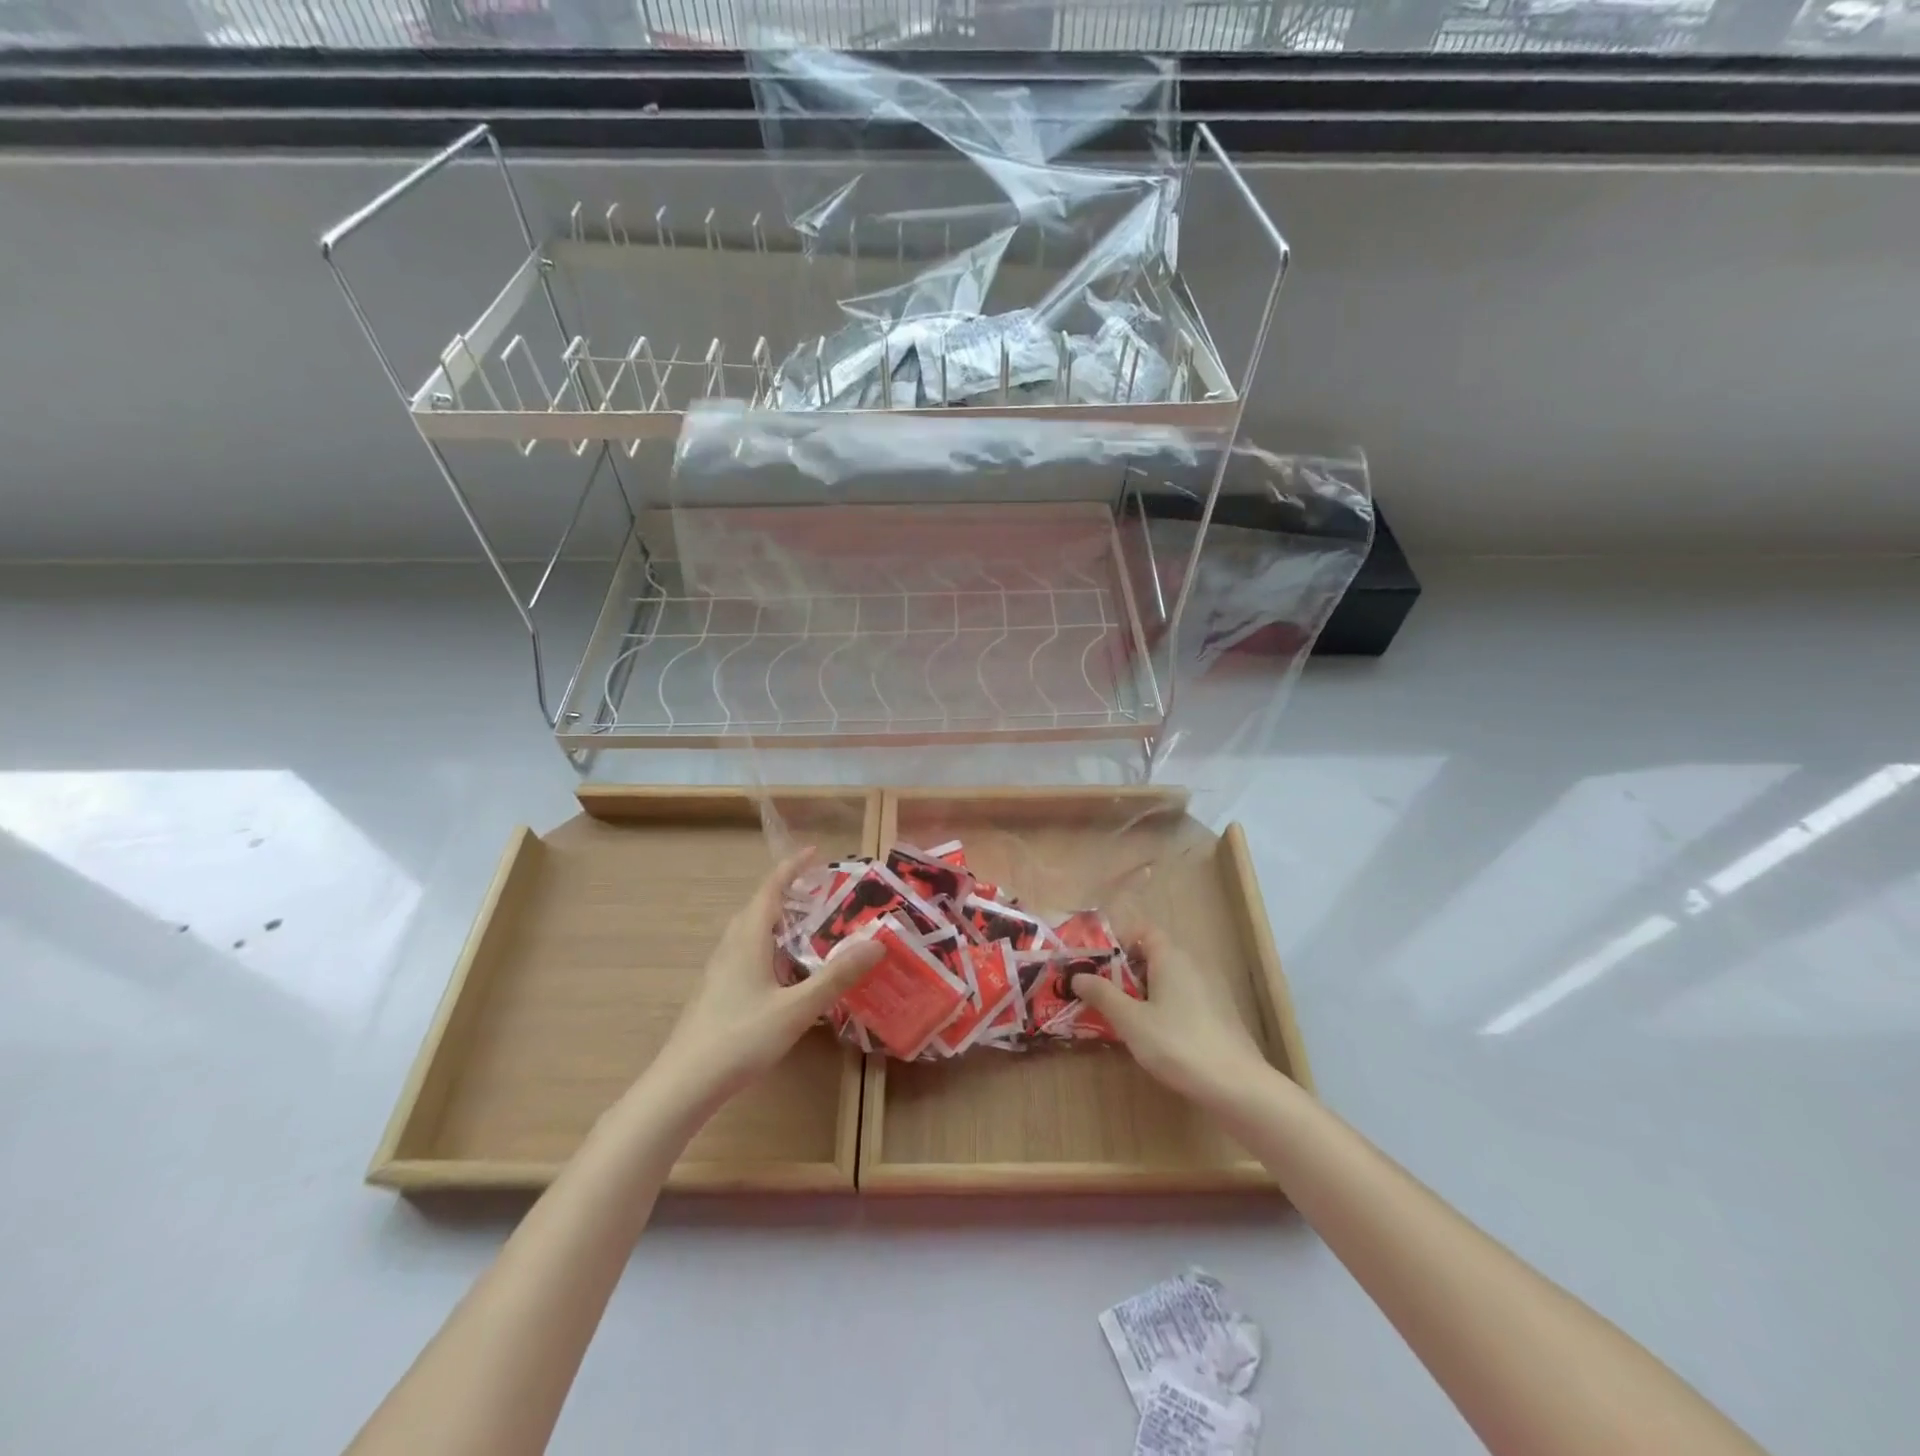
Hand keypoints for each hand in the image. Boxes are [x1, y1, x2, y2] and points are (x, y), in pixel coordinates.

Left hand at [649, 849, 882, 1109]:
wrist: (683, 1084)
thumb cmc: (741, 1038)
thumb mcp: (797, 1008)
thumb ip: (837, 976)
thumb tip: (877, 942)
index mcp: (748, 939)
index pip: (770, 889)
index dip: (791, 868)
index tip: (813, 852)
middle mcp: (731, 946)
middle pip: (758, 907)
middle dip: (787, 893)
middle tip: (821, 893)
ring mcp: (719, 970)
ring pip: (750, 932)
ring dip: (777, 921)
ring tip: (808, 928)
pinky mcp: (716, 992)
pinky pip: (746, 953)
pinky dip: (769, 947)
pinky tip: (784, 973)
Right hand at [1072, 925, 1272, 1108]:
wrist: (1236, 1085)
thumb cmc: (1177, 1044)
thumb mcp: (1130, 1020)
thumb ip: (1102, 994)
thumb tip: (1078, 975)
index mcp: (1171, 957)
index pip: (1143, 930)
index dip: (1119, 940)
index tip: (1097, 962)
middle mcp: (1193, 964)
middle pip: (1154, 954)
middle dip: (1126, 969)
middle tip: (1102, 992)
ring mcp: (1210, 989)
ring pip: (1168, 978)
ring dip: (1144, 990)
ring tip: (1122, 1016)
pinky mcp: (1219, 1013)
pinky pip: (1183, 997)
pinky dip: (1164, 1005)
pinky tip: (1154, 1034)